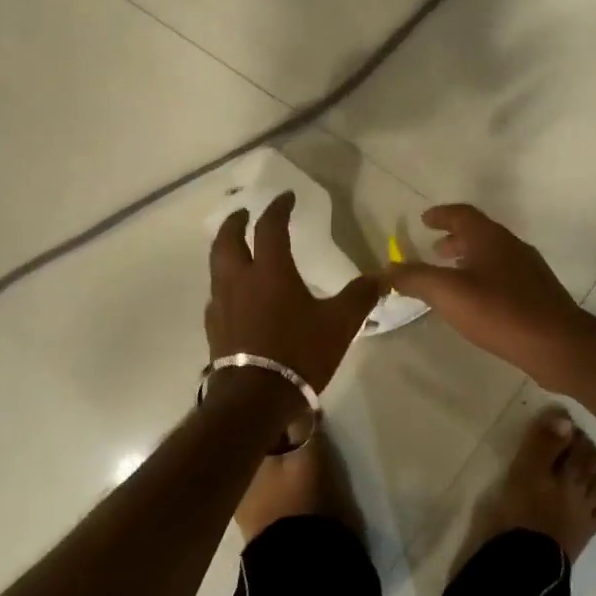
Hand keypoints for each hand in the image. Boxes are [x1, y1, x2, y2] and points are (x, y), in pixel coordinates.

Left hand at [205, 191, 381, 408]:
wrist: (254, 398)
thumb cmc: (299, 353)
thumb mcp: (339, 324)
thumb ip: (360, 297)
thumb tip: (382, 277)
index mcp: (270, 271)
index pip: (270, 227)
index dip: (278, 208)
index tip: (286, 197)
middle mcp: (239, 280)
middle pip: (227, 240)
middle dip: (236, 222)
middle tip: (245, 214)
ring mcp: (221, 304)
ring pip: (216, 266)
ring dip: (226, 250)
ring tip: (237, 249)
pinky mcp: (214, 328)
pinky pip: (217, 295)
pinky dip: (225, 283)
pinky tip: (236, 295)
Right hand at [388, 205, 593, 386]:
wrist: (557, 344)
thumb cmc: (499, 311)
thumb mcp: (448, 294)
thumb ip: (415, 279)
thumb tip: (388, 269)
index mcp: (490, 238)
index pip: (462, 214)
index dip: (441, 215)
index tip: (424, 220)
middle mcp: (511, 246)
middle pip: (479, 233)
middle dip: (454, 239)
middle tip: (435, 250)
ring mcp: (528, 270)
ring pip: (493, 255)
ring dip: (469, 259)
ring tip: (452, 276)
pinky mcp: (537, 294)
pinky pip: (503, 275)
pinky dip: (483, 277)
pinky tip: (477, 301)